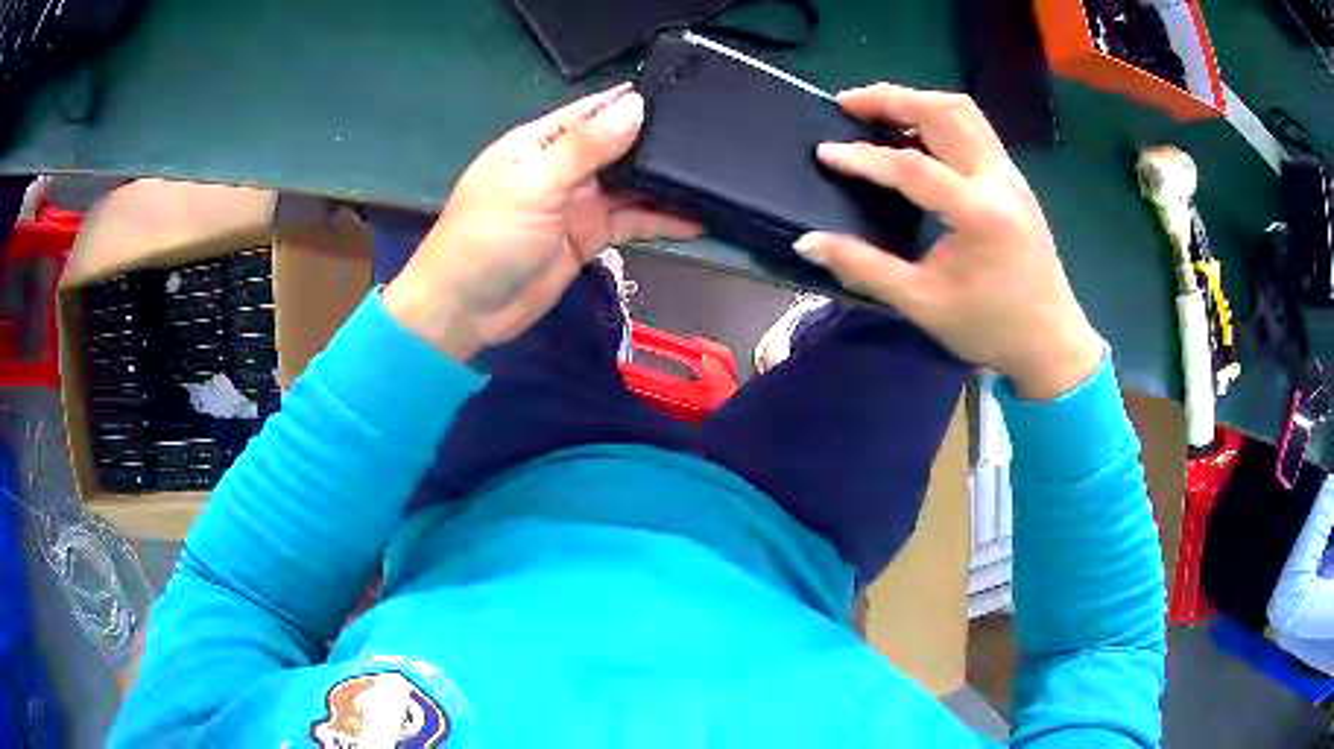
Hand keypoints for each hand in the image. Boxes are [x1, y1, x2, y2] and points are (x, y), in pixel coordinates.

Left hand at [383, 84, 699, 359]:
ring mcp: (578, 202)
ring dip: (666, 184)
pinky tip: (695, 222)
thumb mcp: (534, 185)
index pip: (595, 110)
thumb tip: (636, 106)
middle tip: (713, 140)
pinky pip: (632, 222)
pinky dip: (661, 222)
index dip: (635, 102)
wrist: (466, 310)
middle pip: (620, 145)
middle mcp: (564, 166)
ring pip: (632, 185)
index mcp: (541, 141)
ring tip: (714, 179)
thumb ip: (584, 147)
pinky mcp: (589, 237)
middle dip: (659, 142)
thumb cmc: (488, 238)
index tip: (685, 96)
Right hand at [793, 84, 1103, 399]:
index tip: (824, 151)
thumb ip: (864, 268)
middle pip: (941, 113)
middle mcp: (998, 180)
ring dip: (917, 100)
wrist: (1051, 341)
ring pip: (962, 111)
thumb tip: (808, 242)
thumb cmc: (990, 328)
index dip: (864, 157)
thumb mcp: (923, 304)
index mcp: (979, 213)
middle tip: (847, 103)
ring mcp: (1010, 174)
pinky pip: (975, 127)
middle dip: (890, 100)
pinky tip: (916, 132)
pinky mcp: (1014, 179)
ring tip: (878, 108)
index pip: (913, 167)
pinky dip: (939, 117)